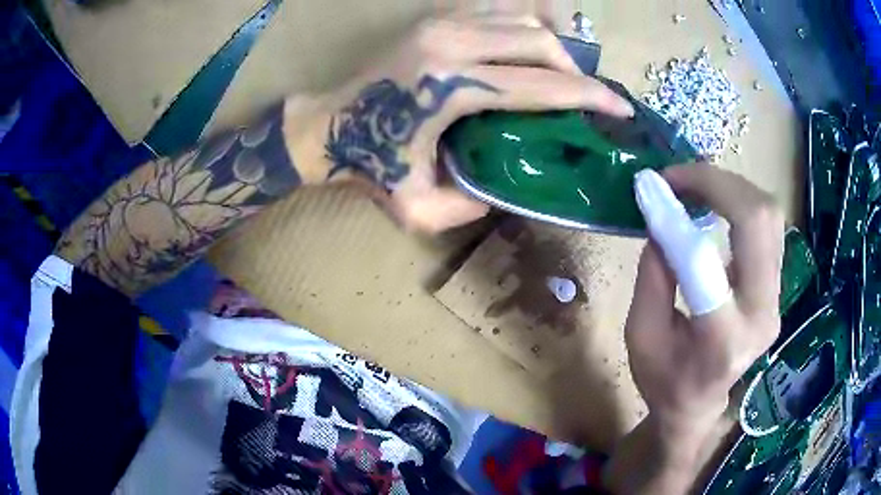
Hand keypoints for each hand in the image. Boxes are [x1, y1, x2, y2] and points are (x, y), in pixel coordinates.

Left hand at [291, 12, 633, 232]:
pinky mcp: (436, 20)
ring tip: (561, 79)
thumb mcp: (419, 208)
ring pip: (522, 21)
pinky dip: (524, 29)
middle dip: (575, 72)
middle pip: (540, 43)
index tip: (619, 109)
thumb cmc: (368, 165)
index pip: (543, 85)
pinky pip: (497, 12)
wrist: (325, 127)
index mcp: (452, 86)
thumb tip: (514, 188)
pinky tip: (529, 53)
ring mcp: (442, 23)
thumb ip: (474, 205)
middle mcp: (452, 42)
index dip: (590, 97)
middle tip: (585, 100)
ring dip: (552, 49)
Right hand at [627, 165, 784, 434]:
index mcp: (721, 340)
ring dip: (730, 187)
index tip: (649, 187)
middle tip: (677, 177)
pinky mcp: (776, 286)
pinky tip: (714, 201)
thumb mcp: (640, 336)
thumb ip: (652, 276)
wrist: (699, 404)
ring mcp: (775, 298)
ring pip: (769, 215)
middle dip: (717, 183)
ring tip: (693, 184)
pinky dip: (740, 201)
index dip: (675, 218)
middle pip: (759, 221)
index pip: (703, 264)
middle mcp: (761, 314)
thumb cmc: (664, 379)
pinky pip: (767, 226)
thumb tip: (661, 218)